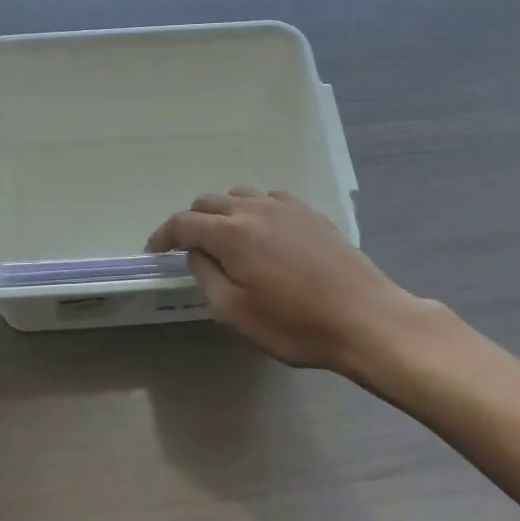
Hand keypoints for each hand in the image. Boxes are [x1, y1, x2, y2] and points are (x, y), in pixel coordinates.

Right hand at [147, 190, 436, 376]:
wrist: (365, 318)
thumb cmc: (296, 324)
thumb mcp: (236, 313)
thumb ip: (206, 277)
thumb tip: (196, 254)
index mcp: (231, 233)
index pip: (183, 223)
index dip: (162, 235)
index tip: (154, 251)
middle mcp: (254, 209)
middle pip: (208, 203)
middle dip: (191, 223)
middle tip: (188, 250)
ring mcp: (285, 207)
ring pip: (239, 196)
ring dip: (222, 214)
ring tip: (225, 240)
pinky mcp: (310, 213)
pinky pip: (269, 199)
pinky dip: (253, 210)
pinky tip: (263, 233)